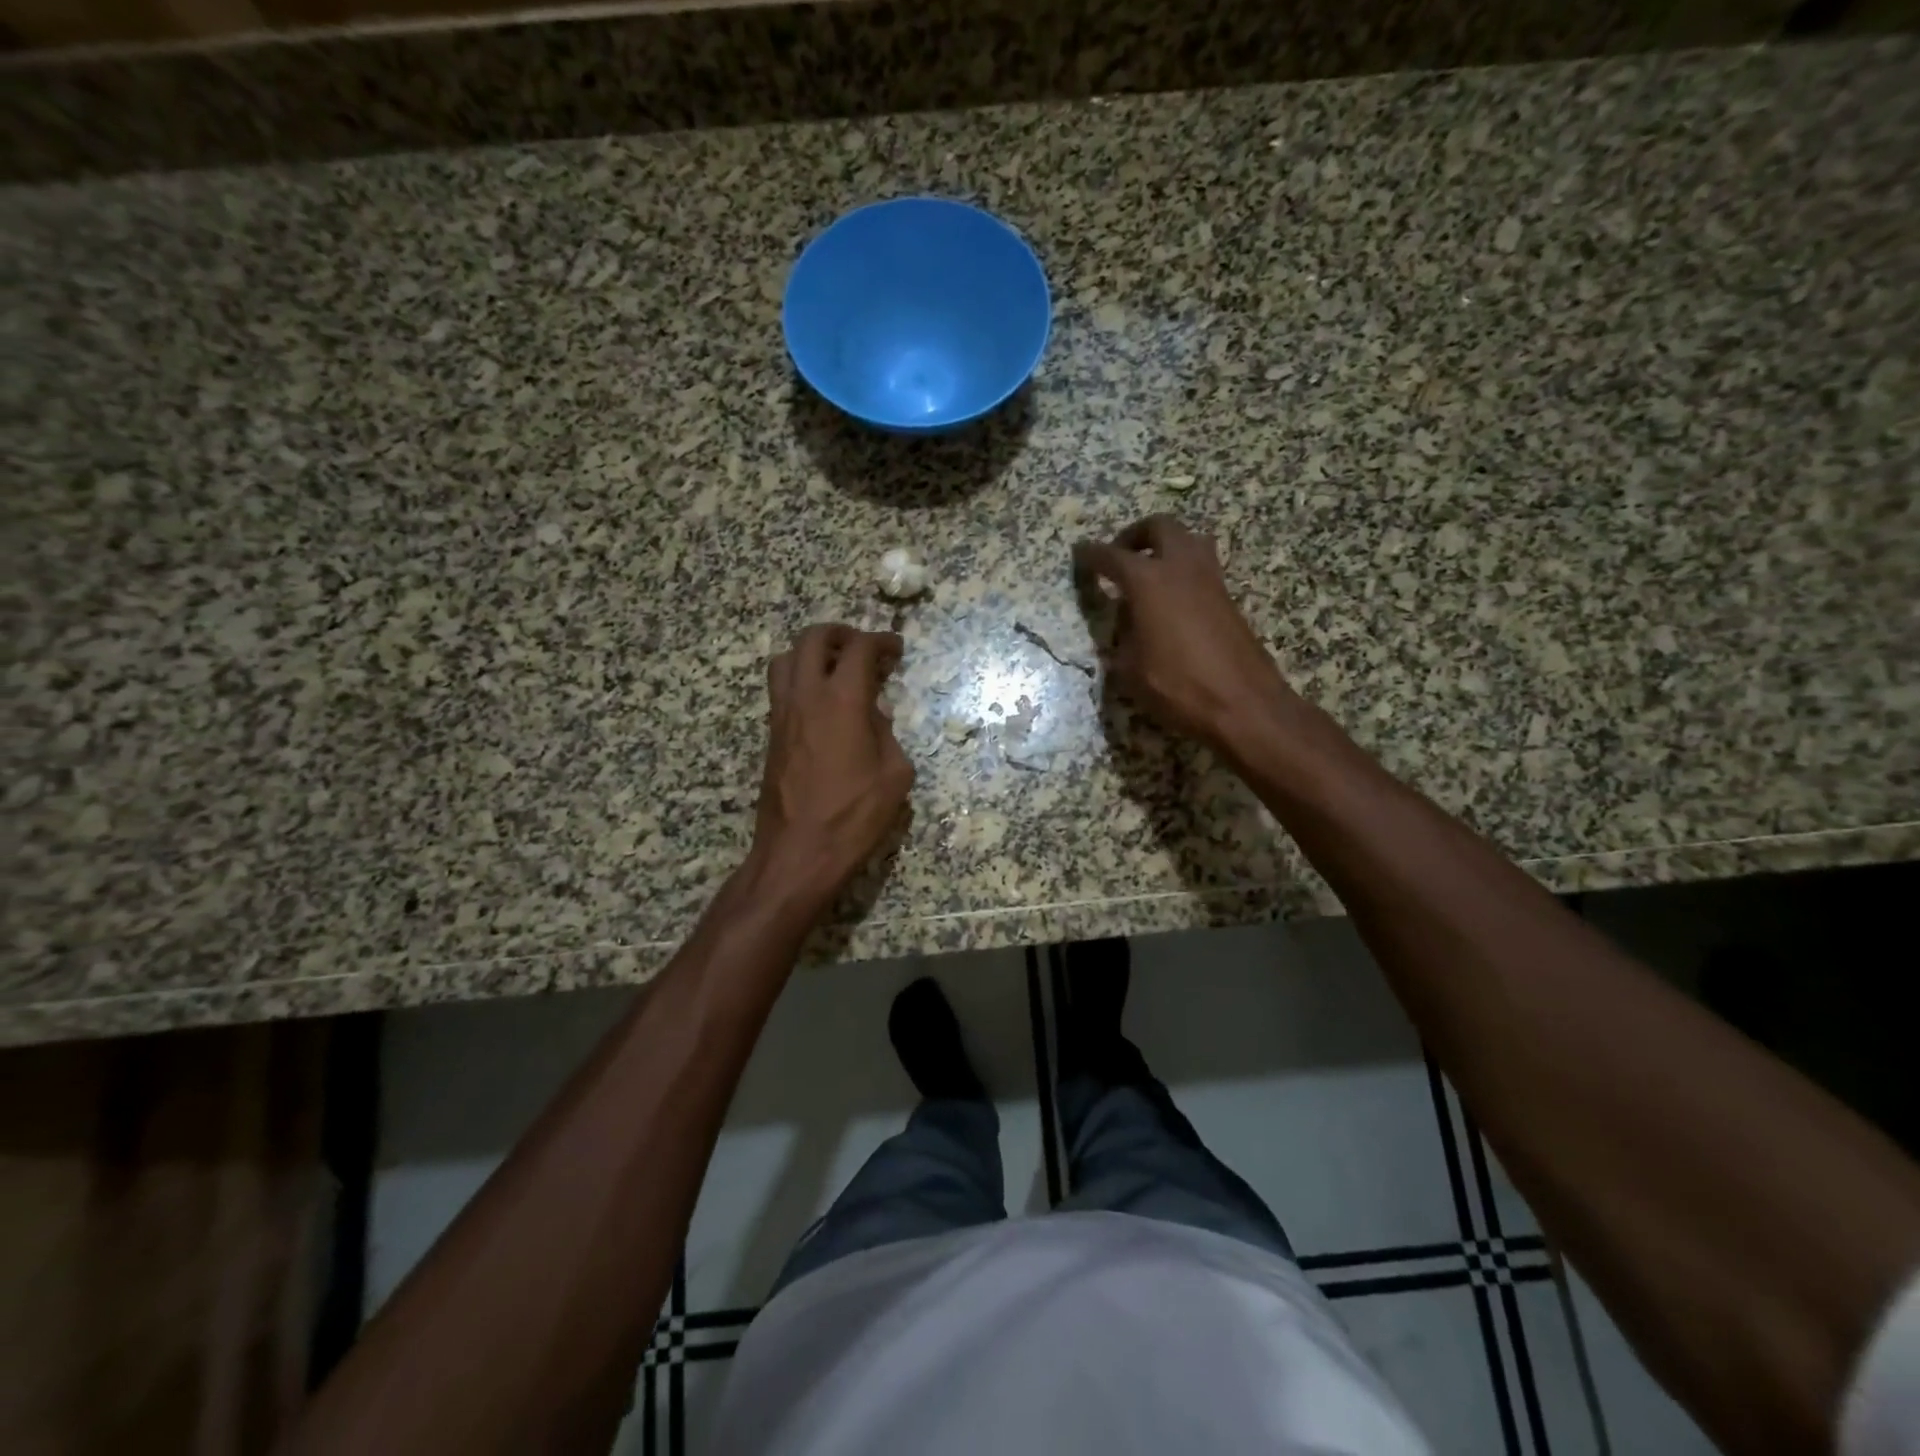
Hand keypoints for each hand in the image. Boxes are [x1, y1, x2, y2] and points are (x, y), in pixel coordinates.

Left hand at [750, 623, 914, 910]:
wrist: (798, 853)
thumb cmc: (854, 816)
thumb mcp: (894, 775)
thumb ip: (887, 735)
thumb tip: (874, 716)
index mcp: (842, 701)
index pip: (859, 649)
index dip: (881, 641)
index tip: (895, 648)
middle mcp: (806, 697)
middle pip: (813, 639)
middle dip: (841, 634)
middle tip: (862, 648)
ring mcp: (782, 714)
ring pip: (786, 659)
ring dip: (811, 653)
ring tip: (835, 670)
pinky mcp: (771, 735)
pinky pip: (780, 689)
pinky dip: (800, 680)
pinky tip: (823, 705)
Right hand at [1073, 515, 1299, 756]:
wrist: (1243, 703)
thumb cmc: (1178, 686)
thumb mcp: (1131, 669)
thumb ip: (1123, 638)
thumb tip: (1127, 623)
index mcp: (1149, 581)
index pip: (1113, 557)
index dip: (1092, 555)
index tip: (1080, 554)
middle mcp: (1181, 568)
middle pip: (1160, 527)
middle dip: (1136, 535)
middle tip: (1120, 556)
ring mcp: (1210, 580)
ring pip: (1188, 540)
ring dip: (1166, 546)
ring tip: (1149, 572)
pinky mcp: (1228, 598)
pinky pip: (1201, 567)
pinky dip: (1182, 570)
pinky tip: (1171, 600)